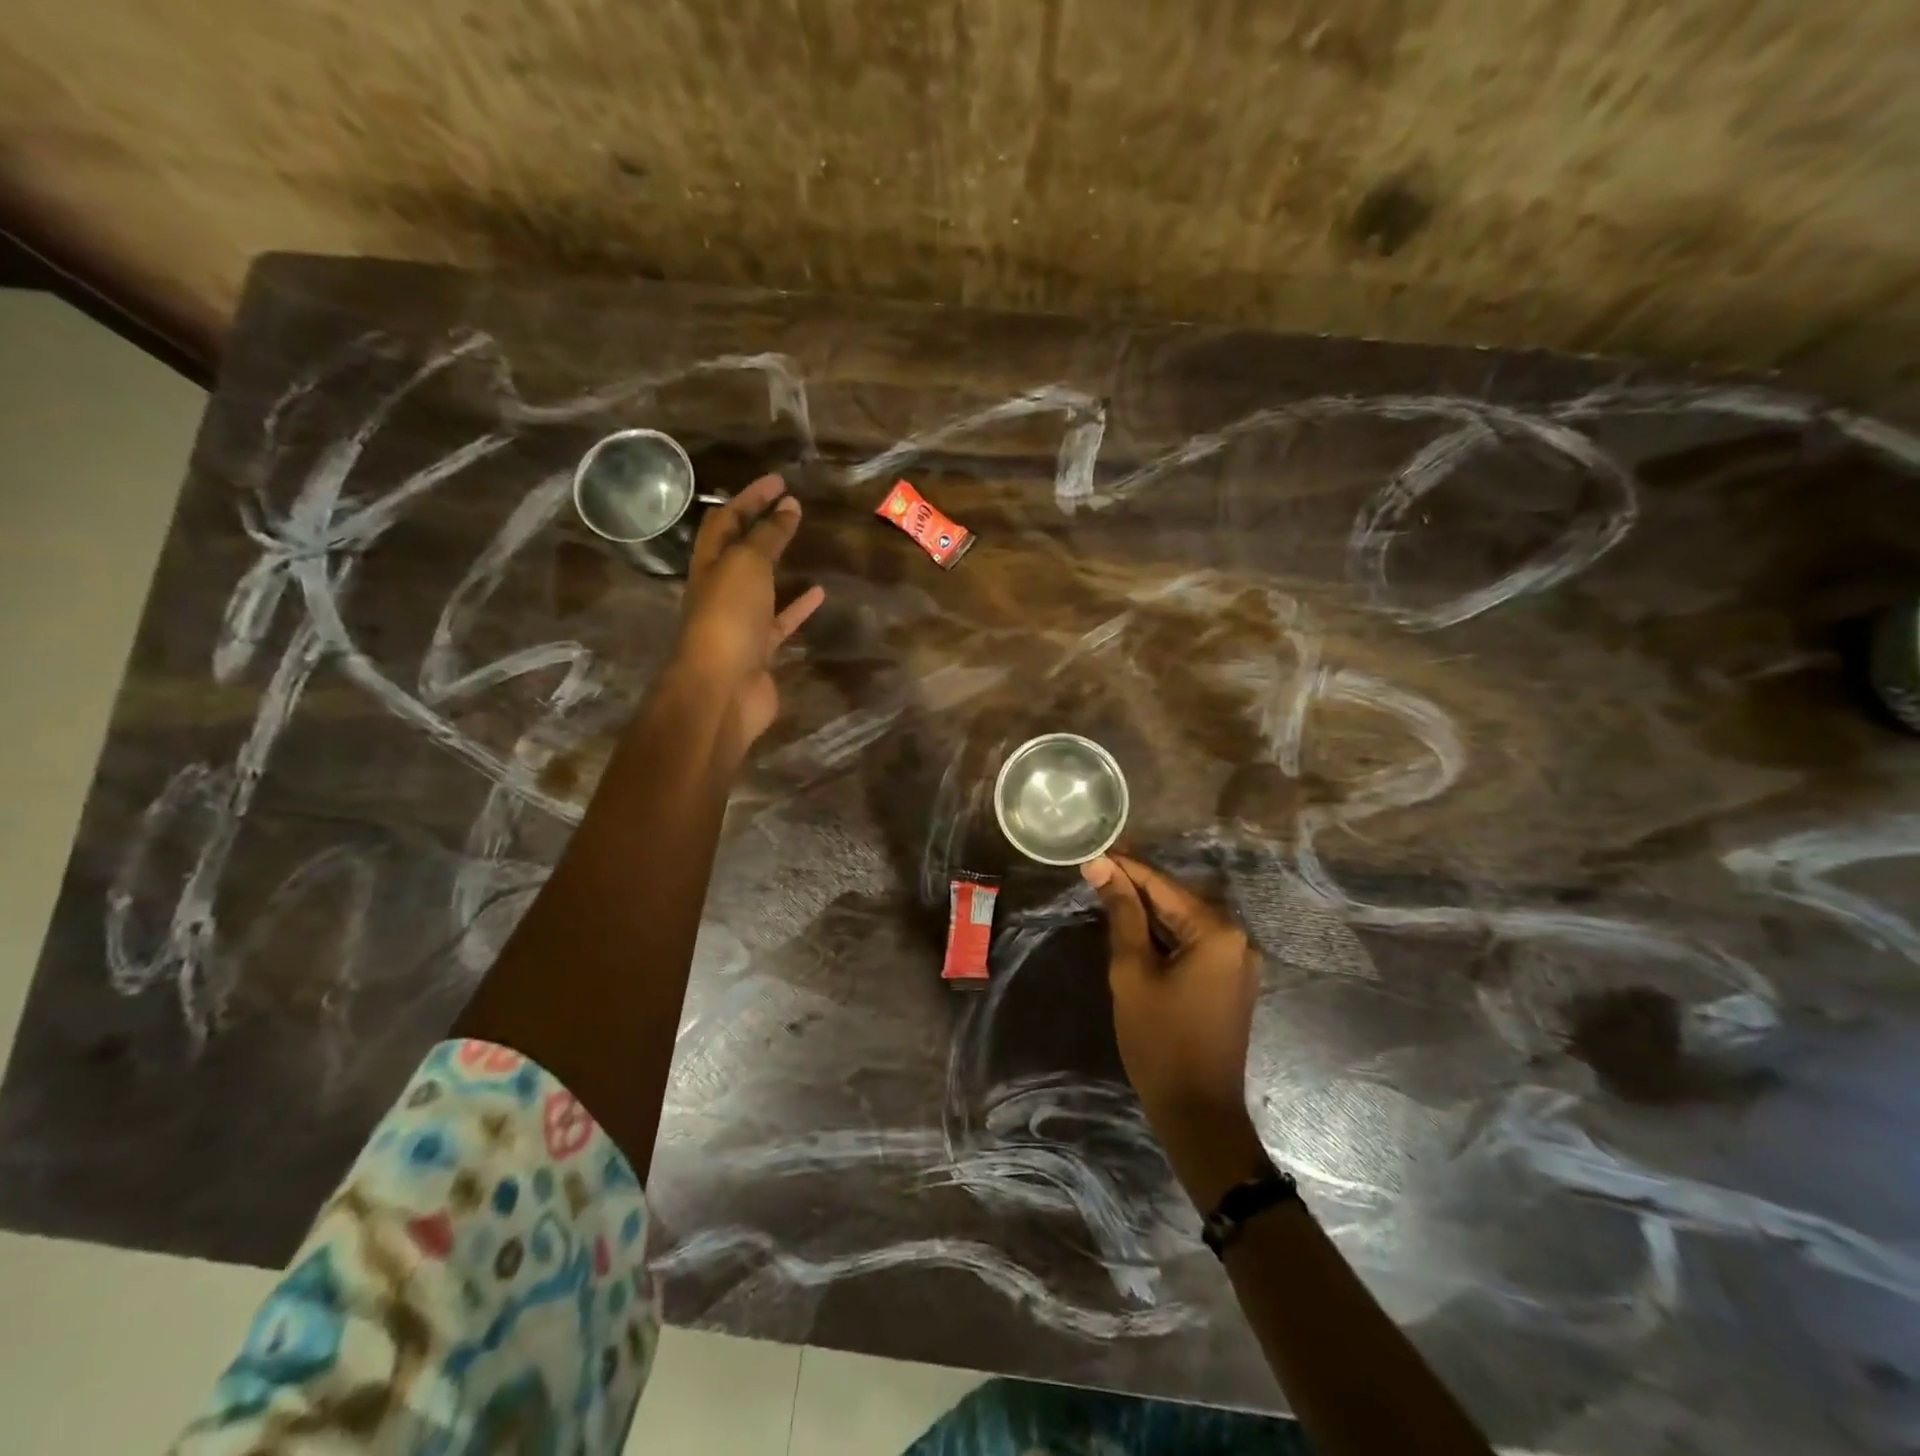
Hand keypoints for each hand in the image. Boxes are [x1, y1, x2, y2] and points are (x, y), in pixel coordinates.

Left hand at [673, 474, 824, 750]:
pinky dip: (798, 606)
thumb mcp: (747, 565)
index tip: (778, 480)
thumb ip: (768, 536)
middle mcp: (720, 589)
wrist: (721, 690)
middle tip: (790, 506)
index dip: (749, 498)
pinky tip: (819, 593)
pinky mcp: (761, 651)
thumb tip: (787, 506)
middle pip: (740, 551)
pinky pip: (782, 621)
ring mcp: (740, 622)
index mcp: (709, 564)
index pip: (725, 520)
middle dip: (761, 526)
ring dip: (779, 564)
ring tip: (804, 543)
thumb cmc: (728, 618)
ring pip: (762, 585)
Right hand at [1083, 853, 1269, 1204]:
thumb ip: (1121, 914)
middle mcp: (1237, 938)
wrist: (1198, 1111)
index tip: (1093, 851)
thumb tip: (1102, 867)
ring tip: (1106, 894)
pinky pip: (1194, 944)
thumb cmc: (1160, 1040)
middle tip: (1094, 872)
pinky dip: (1164, 936)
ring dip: (1147, 912)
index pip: (1162, 885)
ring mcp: (1239, 961)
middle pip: (1177, 901)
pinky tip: (1134, 929)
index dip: (1125, 867)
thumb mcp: (1132, 971)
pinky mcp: (1231, 980)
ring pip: (1184, 922)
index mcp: (1217, 931)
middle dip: (1135, 888)